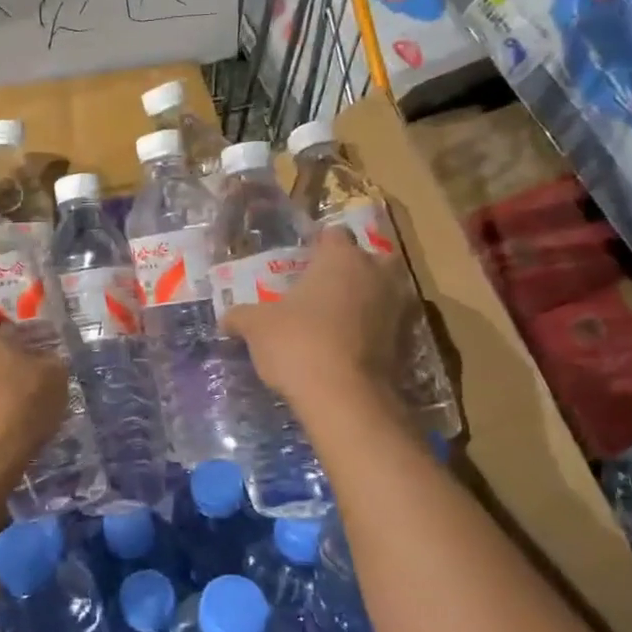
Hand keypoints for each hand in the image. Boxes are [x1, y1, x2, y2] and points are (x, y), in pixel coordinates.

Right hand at [220, 227, 406, 410]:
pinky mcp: (406, 341)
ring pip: (382, 291)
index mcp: (341, 258)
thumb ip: (241, 316)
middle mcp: (376, 273)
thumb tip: (225, 318)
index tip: (302, 261)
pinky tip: (348, 346)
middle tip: (324, 287)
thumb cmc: (298, 343)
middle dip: (351, 269)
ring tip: (335, 319)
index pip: (332, 235)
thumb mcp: (257, 327)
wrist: (345, 396)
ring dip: (365, 300)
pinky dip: (372, 330)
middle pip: (368, 259)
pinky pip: (386, 324)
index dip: (317, 246)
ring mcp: (397, 307)